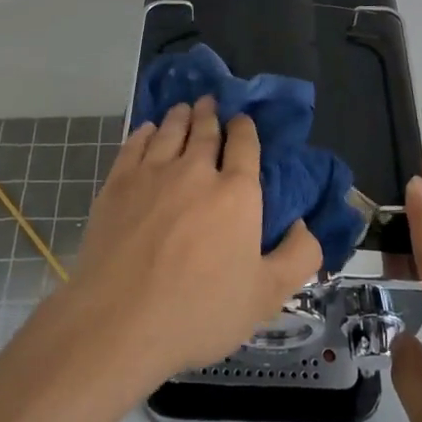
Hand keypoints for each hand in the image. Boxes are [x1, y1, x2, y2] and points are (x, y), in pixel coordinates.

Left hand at [69, 98, 322, 384]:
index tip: (242, 120)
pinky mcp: (118, 183)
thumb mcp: (266, 296)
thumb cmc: (199, 311)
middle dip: (210, 113)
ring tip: (184, 108)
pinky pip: (134, 144)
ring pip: (169, 131)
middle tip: (210, 102)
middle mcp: (196, 171)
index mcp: (237, 193)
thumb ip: (298, 257)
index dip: (244, 128)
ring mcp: (153, 173)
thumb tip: (304, 224)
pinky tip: (147, 130)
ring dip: (180, 116)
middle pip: (205, 131)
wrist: (120, 320)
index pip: (245, 145)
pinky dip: (145, 132)